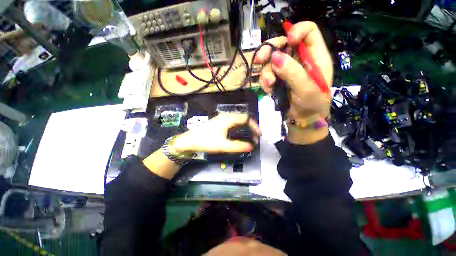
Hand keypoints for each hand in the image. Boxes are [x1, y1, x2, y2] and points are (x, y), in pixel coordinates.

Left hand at [171, 113, 260, 153]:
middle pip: (244, 118)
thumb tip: (252, 146)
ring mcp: (223, 119)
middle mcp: (226, 116)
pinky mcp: (220, 122)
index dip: (255, 126)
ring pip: (239, 120)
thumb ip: (237, 146)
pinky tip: (241, 134)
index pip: (246, 118)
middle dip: (252, 127)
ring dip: (246, 127)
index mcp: (228, 119)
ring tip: (251, 136)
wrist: (189, 140)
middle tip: (256, 137)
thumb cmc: (205, 141)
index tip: (258, 136)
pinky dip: (241, 127)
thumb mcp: (222, 145)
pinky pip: (234, 122)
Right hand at [254, 22, 332, 143]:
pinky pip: (267, 74)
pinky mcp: (278, 80)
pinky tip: (268, 90)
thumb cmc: (311, 107)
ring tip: (269, 85)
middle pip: (283, 44)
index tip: (287, 42)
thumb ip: (293, 73)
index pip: (308, 31)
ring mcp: (287, 70)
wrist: (302, 122)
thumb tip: (275, 57)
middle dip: (269, 51)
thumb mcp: (306, 90)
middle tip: (259, 60)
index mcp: (315, 57)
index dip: (296, 31)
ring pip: (271, 61)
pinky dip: (265, 81)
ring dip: (266, 72)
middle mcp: (299, 60)